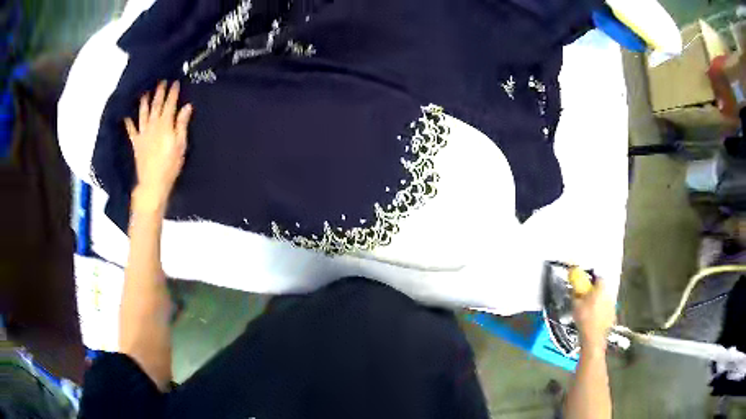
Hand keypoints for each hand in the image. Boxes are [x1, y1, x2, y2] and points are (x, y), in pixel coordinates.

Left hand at [125, 80, 192, 211]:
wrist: (153, 183)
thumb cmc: (170, 165)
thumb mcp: (181, 145)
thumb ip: (182, 124)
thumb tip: (187, 106)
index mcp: (165, 125)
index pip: (170, 104)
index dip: (173, 92)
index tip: (175, 82)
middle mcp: (153, 125)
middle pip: (156, 105)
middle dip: (159, 92)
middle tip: (161, 81)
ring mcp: (143, 133)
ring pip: (143, 113)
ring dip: (144, 101)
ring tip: (144, 92)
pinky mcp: (136, 142)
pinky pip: (131, 129)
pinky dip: (128, 121)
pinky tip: (126, 115)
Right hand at [573, 277, 615, 355]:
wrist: (593, 338)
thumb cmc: (584, 319)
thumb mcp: (575, 305)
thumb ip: (576, 294)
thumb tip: (574, 288)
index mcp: (601, 288)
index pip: (598, 277)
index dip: (592, 279)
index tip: (586, 283)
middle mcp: (609, 294)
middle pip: (603, 288)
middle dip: (596, 291)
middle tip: (587, 297)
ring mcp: (613, 305)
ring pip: (605, 299)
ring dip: (599, 301)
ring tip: (591, 308)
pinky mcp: (613, 316)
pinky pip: (607, 309)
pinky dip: (602, 311)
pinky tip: (595, 318)